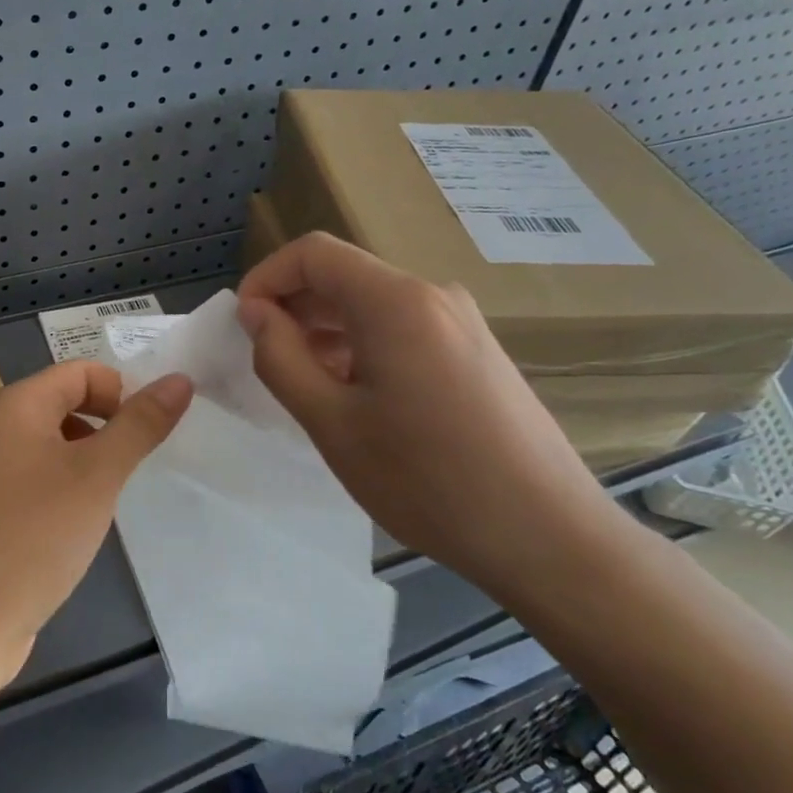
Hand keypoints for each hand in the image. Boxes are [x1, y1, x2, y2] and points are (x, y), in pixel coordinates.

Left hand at [0, 361, 192, 691]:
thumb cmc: (34, 535)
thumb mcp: (97, 475)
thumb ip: (140, 424)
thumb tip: (180, 378)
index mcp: (15, 405)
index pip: (81, 372)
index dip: (123, 392)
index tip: (150, 435)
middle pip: (67, 402)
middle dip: (108, 426)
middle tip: (134, 467)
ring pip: (56, 442)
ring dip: (91, 458)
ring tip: (109, 497)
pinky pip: (41, 475)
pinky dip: (69, 485)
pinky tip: (81, 522)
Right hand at [236, 232, 623, 595]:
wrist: (549, 538)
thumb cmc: (427, 481)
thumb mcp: (332, 422)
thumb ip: (280, 357)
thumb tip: (255, 312)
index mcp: (395, 302)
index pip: (313, 254)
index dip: (266, 278)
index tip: (243, 325)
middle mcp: (433, 295)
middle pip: (344, 275)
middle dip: (293, 307)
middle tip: (267, 361)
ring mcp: (462, 322)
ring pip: (372, 304)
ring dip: (326, 330)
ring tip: (308, 386)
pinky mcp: (477, 350)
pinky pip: (403, 327)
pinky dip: (363, 345)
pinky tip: (357, 397)